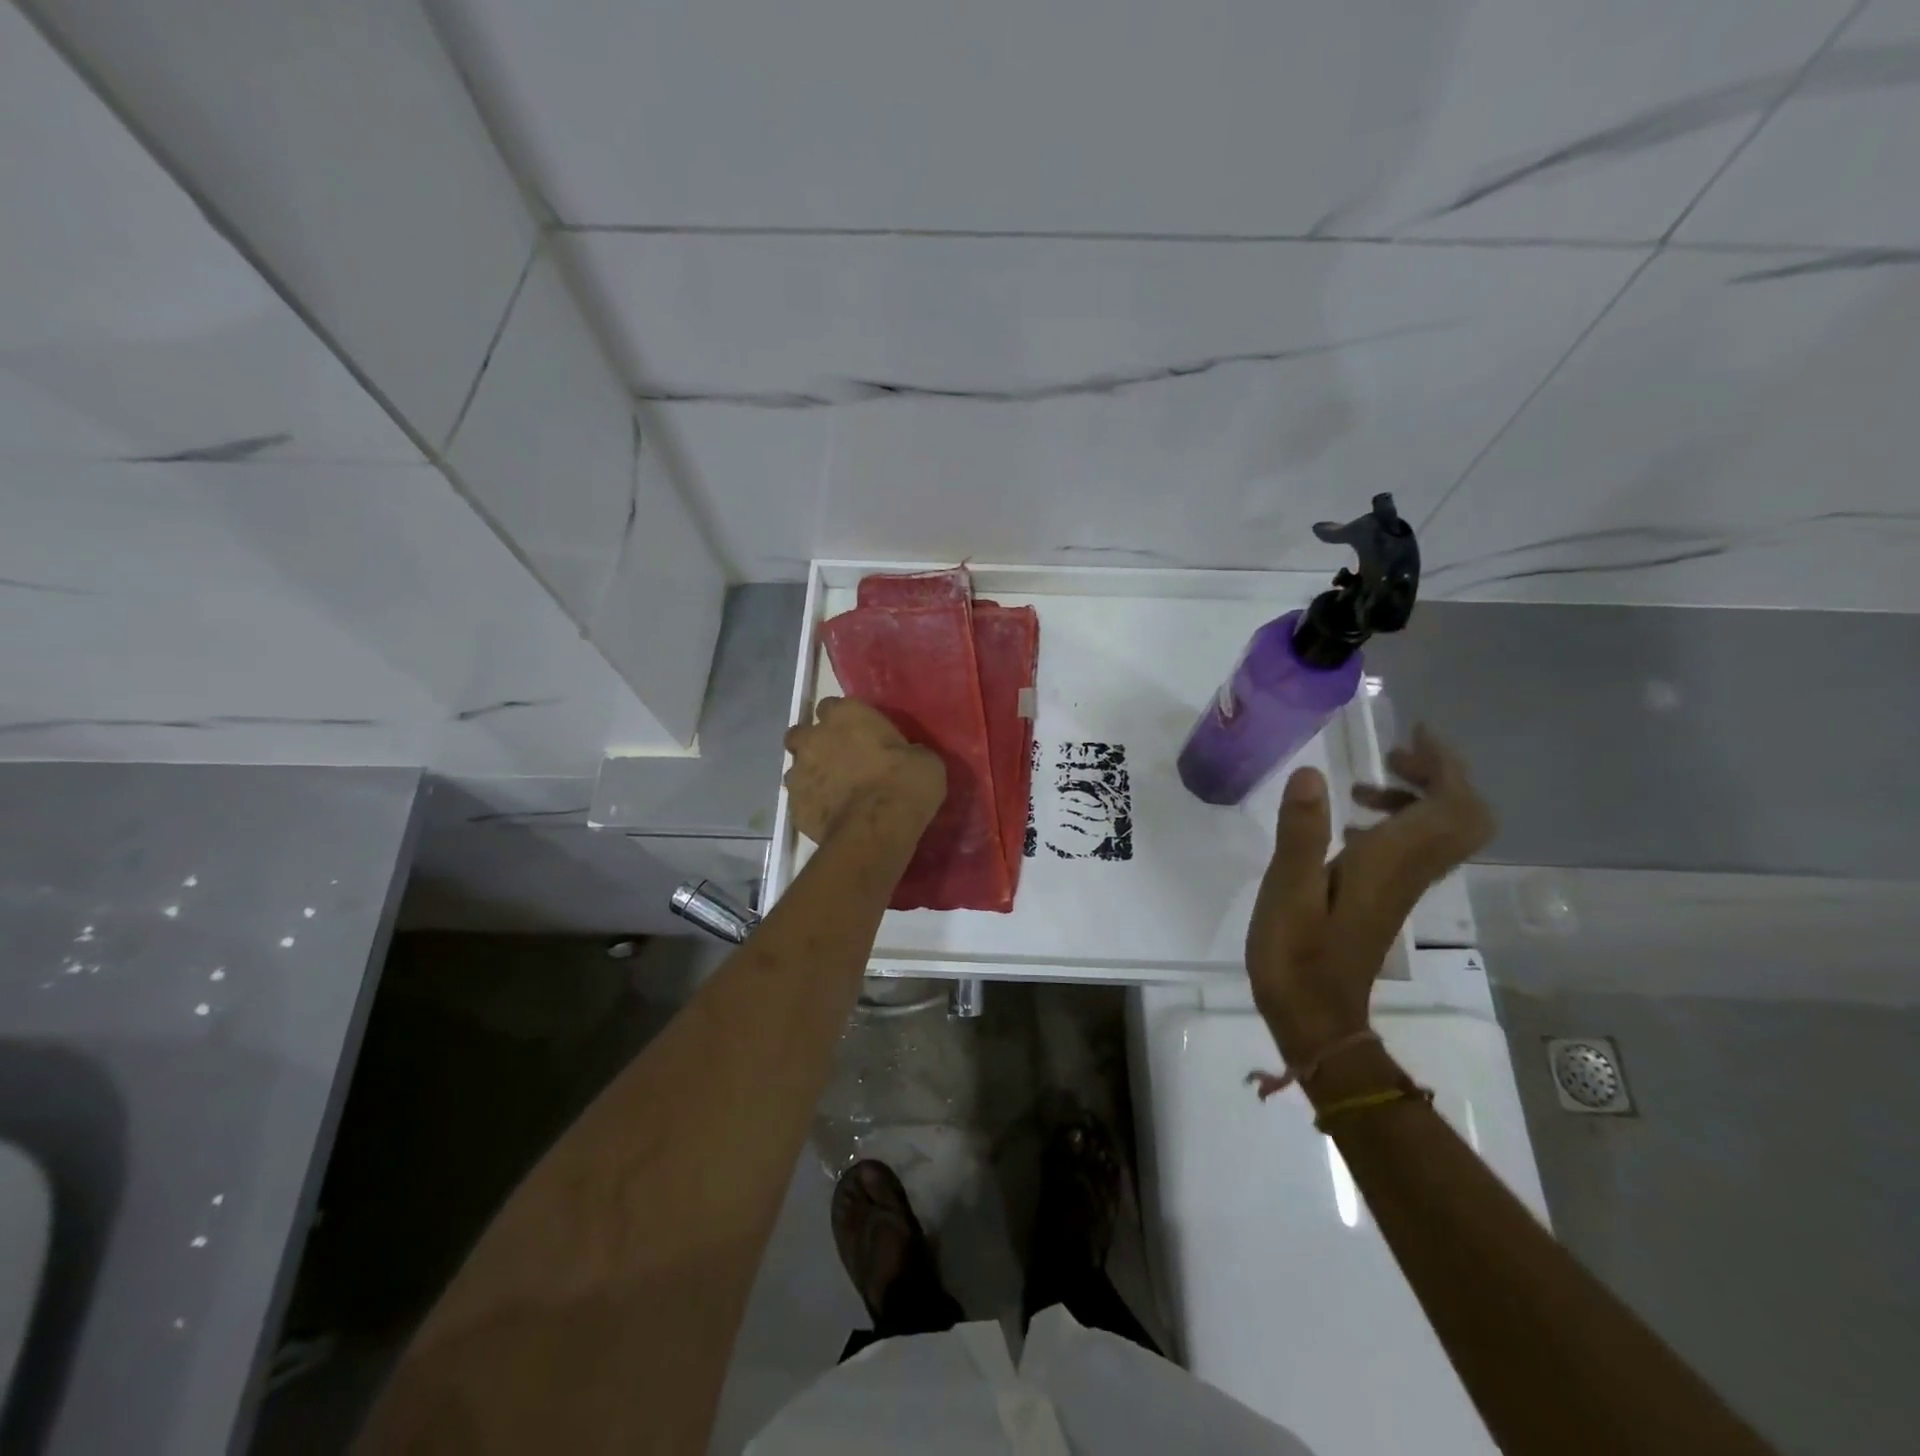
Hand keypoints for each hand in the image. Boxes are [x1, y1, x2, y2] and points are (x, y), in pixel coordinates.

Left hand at [783, 697, 945, 846]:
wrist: (876, 828)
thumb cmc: (905, 783)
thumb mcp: (923, 759)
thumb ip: (905, 751)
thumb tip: (906, 758)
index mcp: (845, 715)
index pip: (832, 706)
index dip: (843, 720)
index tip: (857, 734)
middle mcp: (814, 737)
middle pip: (801, 733)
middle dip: (814, 743)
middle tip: (837, 760)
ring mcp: (798, 772)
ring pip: (796, 768)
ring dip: (811, 776)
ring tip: (834, 793)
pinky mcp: (793, 806)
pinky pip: (800, 800)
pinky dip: (812, 805)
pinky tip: (831, 816)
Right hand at [1246, 724, 1494, 1064]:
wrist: (1314, 1020)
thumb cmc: (1296, 956)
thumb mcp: (1288, 891)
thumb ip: (1301, 832)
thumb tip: (1311, 772)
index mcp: (1390, 864)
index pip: (1451, 806)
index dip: (1444, 764)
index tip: (1412, 734)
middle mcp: (1408, 872)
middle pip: (1463, 817)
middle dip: (1439, 776)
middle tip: (1391, 758)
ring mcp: (1400, 887)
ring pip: (1440, 832)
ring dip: (1415, 797)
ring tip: (1360, 786)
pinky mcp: (1385, 898)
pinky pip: (1413, 848)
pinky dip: (1395, 822)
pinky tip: (1349, 829)